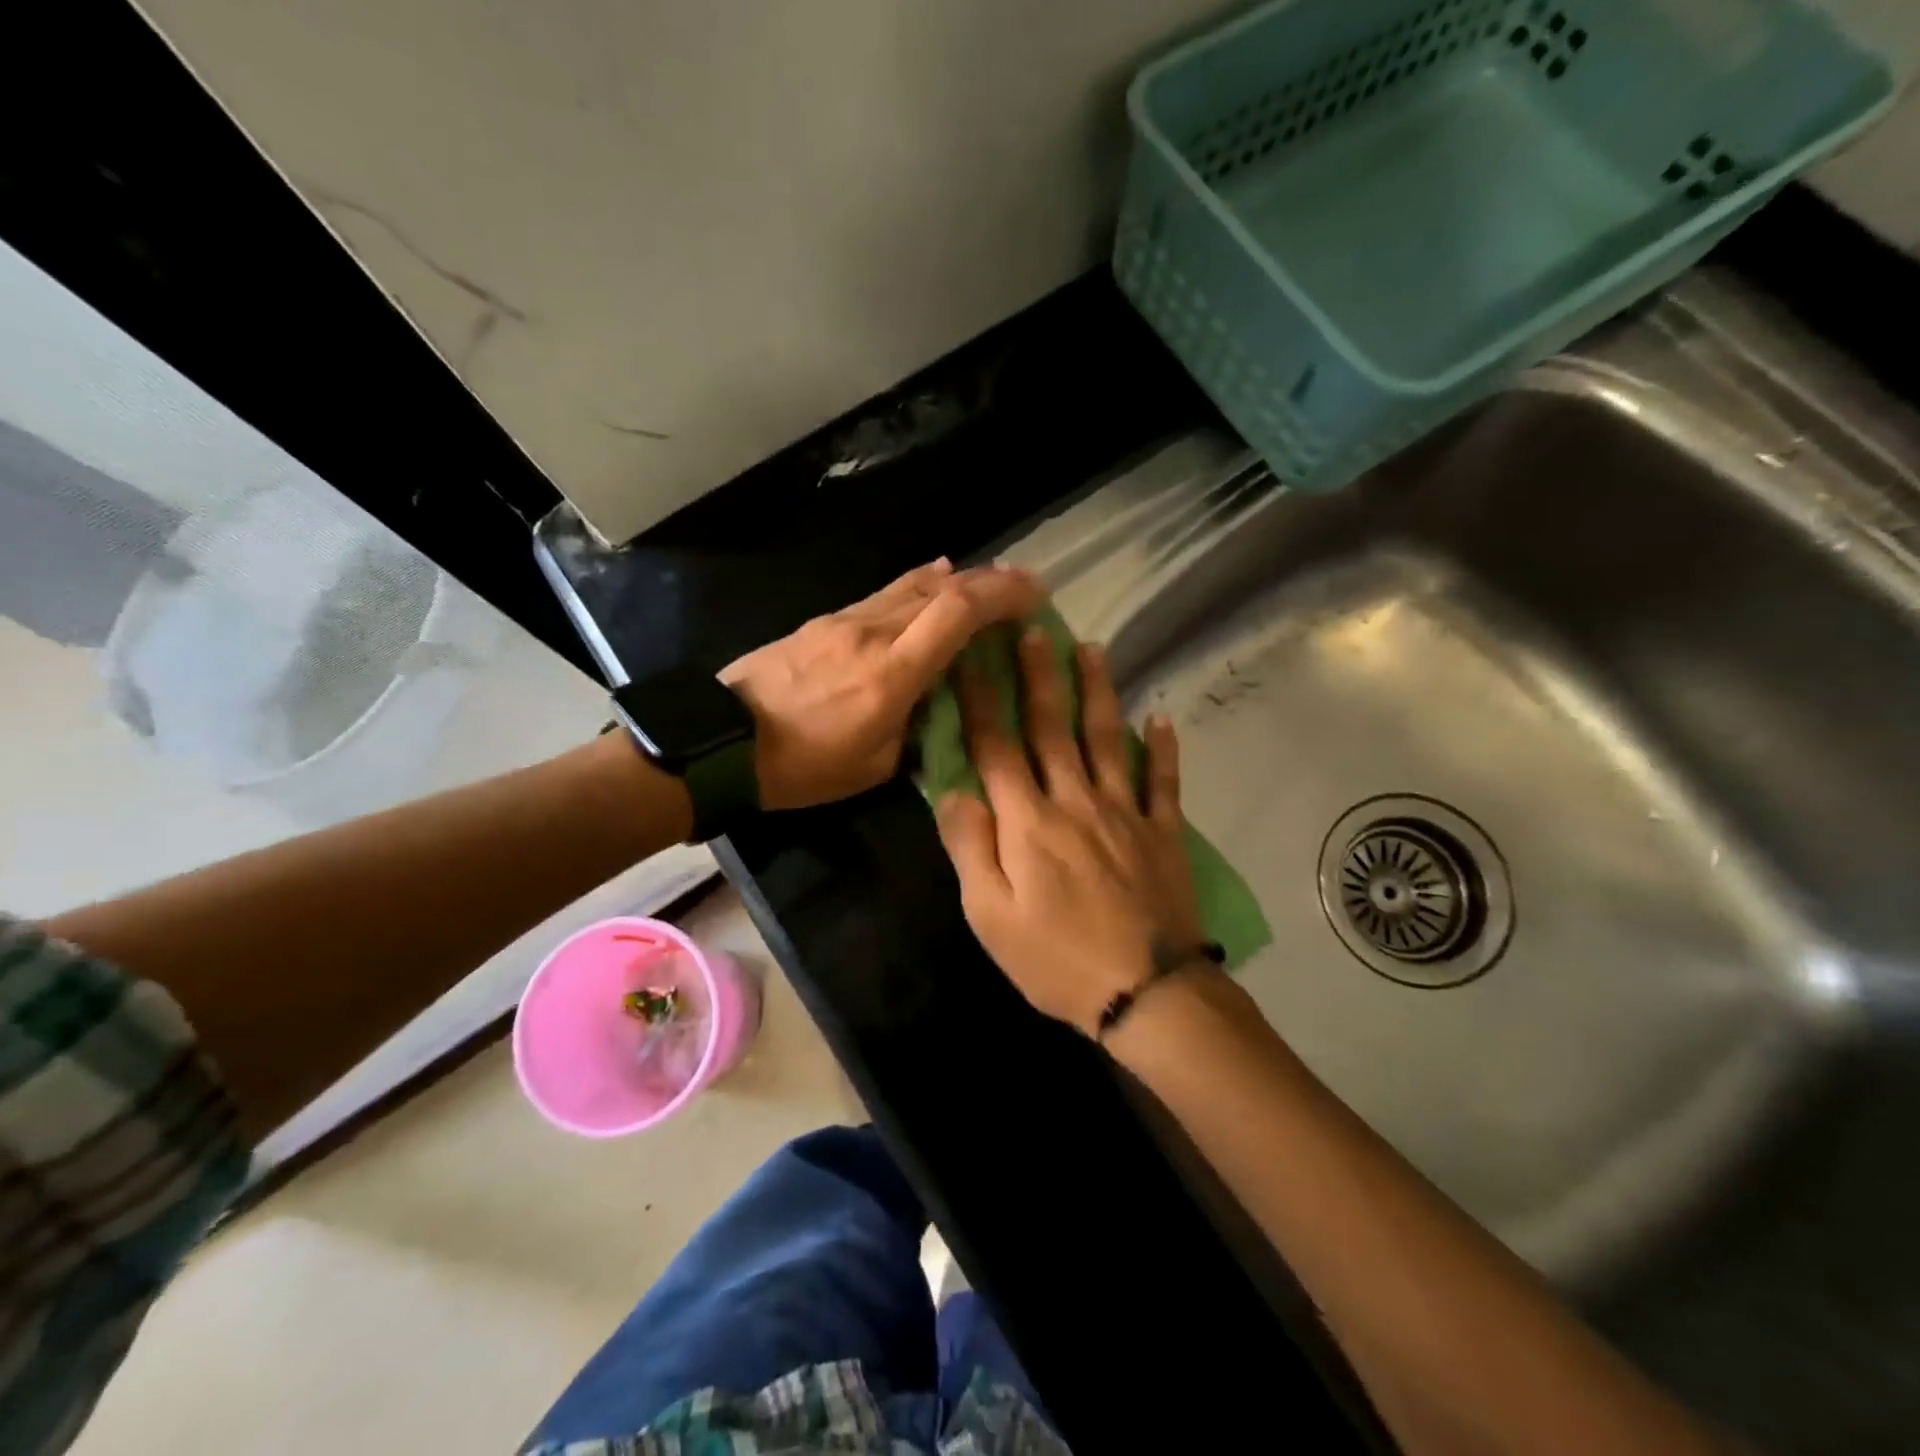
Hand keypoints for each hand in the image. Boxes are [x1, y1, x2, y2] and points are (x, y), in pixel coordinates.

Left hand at [721, 558, 1042, 810]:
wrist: (720, 742)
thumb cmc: (801, 766)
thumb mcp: (873, 767)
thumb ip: (915, 729)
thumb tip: (938, 704)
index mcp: (891, 674)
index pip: (957, 612)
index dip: (1002, 595)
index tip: (1036, 596)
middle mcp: (872, 633)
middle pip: (941, 587)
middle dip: (989, 581)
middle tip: (1023, 587)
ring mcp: (843, 620)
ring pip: (911, 584)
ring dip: (955, 579)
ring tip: (986, 583)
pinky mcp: (823, 621)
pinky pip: (883, 594)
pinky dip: (917, 586)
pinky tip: (931, 583)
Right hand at [934, 626, 1205, 1035]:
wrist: (1145, 993)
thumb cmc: (1055, 960)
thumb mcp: (990, 916)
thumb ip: (970, 848)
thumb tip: (952, 790)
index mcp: (1028, 821)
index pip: (996, 747)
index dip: (979, 700)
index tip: (969, 658)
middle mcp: (1075, 801)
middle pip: (1053, 727)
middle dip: (1038, 676)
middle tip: (1032, 630)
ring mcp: (1125, 813)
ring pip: (1108, 739)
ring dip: (1098, 692)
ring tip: (1093, 649)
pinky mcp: (1163, 832)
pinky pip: (1163, 781)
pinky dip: (1164, 749)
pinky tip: (1163, 718)